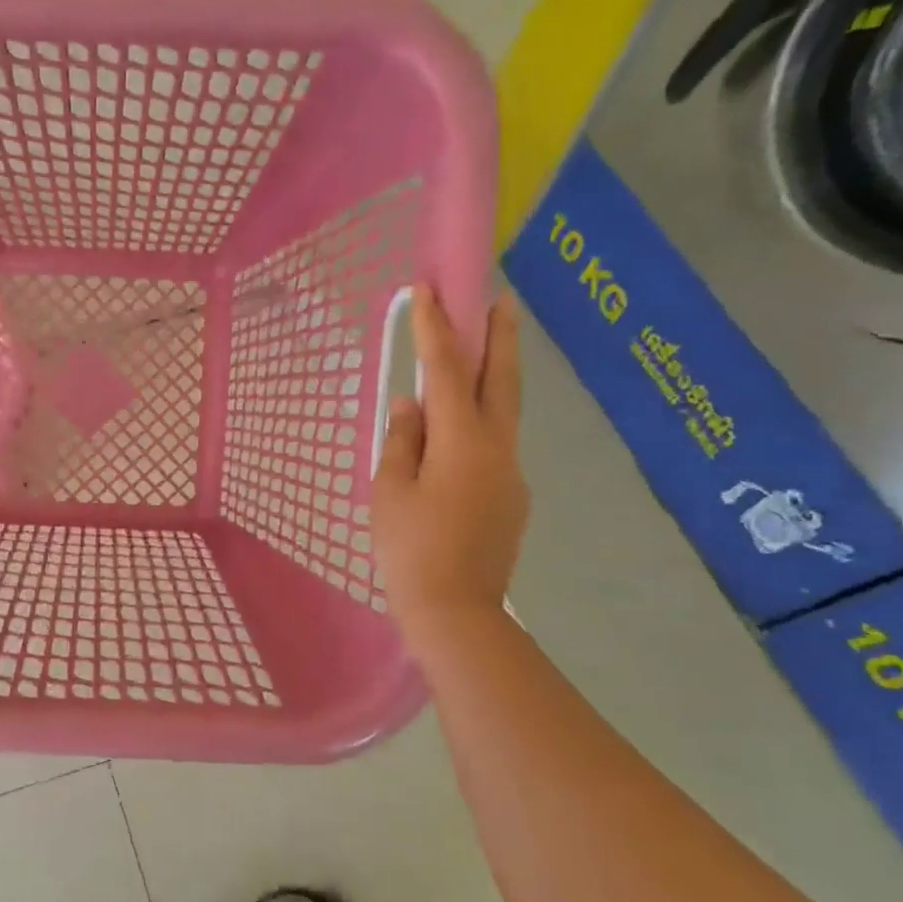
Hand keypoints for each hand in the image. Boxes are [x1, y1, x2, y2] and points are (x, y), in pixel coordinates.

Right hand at [372, 288, 527, 657]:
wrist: (455, 612)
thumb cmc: (410, 550)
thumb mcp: (390, 492)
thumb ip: (402, 442)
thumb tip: (411, 406)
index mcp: (462, 442)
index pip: (447, 372)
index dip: (436, 329)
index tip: (430, 289)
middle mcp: (497, 448)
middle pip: (501, 381)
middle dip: (499, 337)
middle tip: (501, 299)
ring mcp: (511, 474)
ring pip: (504, 413)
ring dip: (495, 378)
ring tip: (482, 355)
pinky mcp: (512, 499)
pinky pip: (496, 447)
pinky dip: (481, 424)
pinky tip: (459, 437)